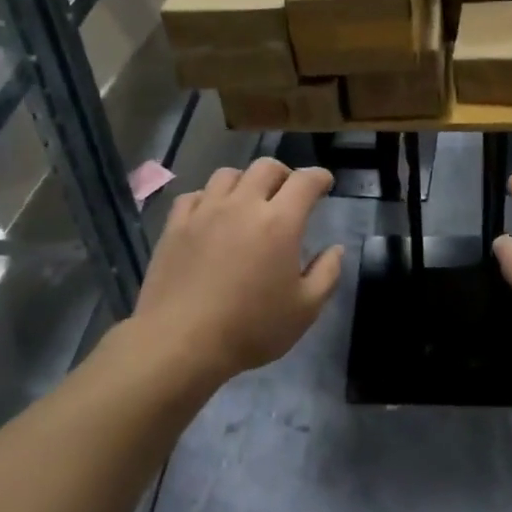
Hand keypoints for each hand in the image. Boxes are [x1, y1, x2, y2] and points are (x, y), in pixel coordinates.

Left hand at [135, 159, 344, 381]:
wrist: (180, 343)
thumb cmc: (250, 328)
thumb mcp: (304, 310)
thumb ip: (327, 274)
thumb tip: (335, 249)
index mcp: (280, 222)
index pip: (305, 181)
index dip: (319, 177)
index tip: (325, 184)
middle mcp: (243, 205)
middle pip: (266, 167)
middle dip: (284, 174)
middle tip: (288, 193)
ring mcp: (205, 211)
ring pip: (228, 174)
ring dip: (246, 181)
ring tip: (248, 200)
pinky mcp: (176, 225)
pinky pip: (195, 195)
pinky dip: (209, 198)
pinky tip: (211, 214)